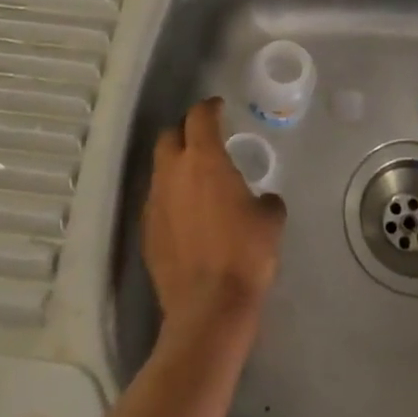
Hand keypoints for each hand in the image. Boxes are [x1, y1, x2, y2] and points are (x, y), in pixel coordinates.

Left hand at [143, 97, 286, 343]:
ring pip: (160, 169)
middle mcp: (172, 173)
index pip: (199, 116)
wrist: (208, 309)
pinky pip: (157, 201)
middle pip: (170, 136)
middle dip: (186, 131)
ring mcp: (155, 202)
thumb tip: (263, 200)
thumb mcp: (270, 221)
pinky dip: (171, 197)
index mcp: (203, 160)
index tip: (219, 107)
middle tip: (205, 139)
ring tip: (197, 179)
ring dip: (176, 166)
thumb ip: (266, 199)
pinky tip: (187, 215)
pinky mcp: (146, 232)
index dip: (209, 107)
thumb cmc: (244, 255)